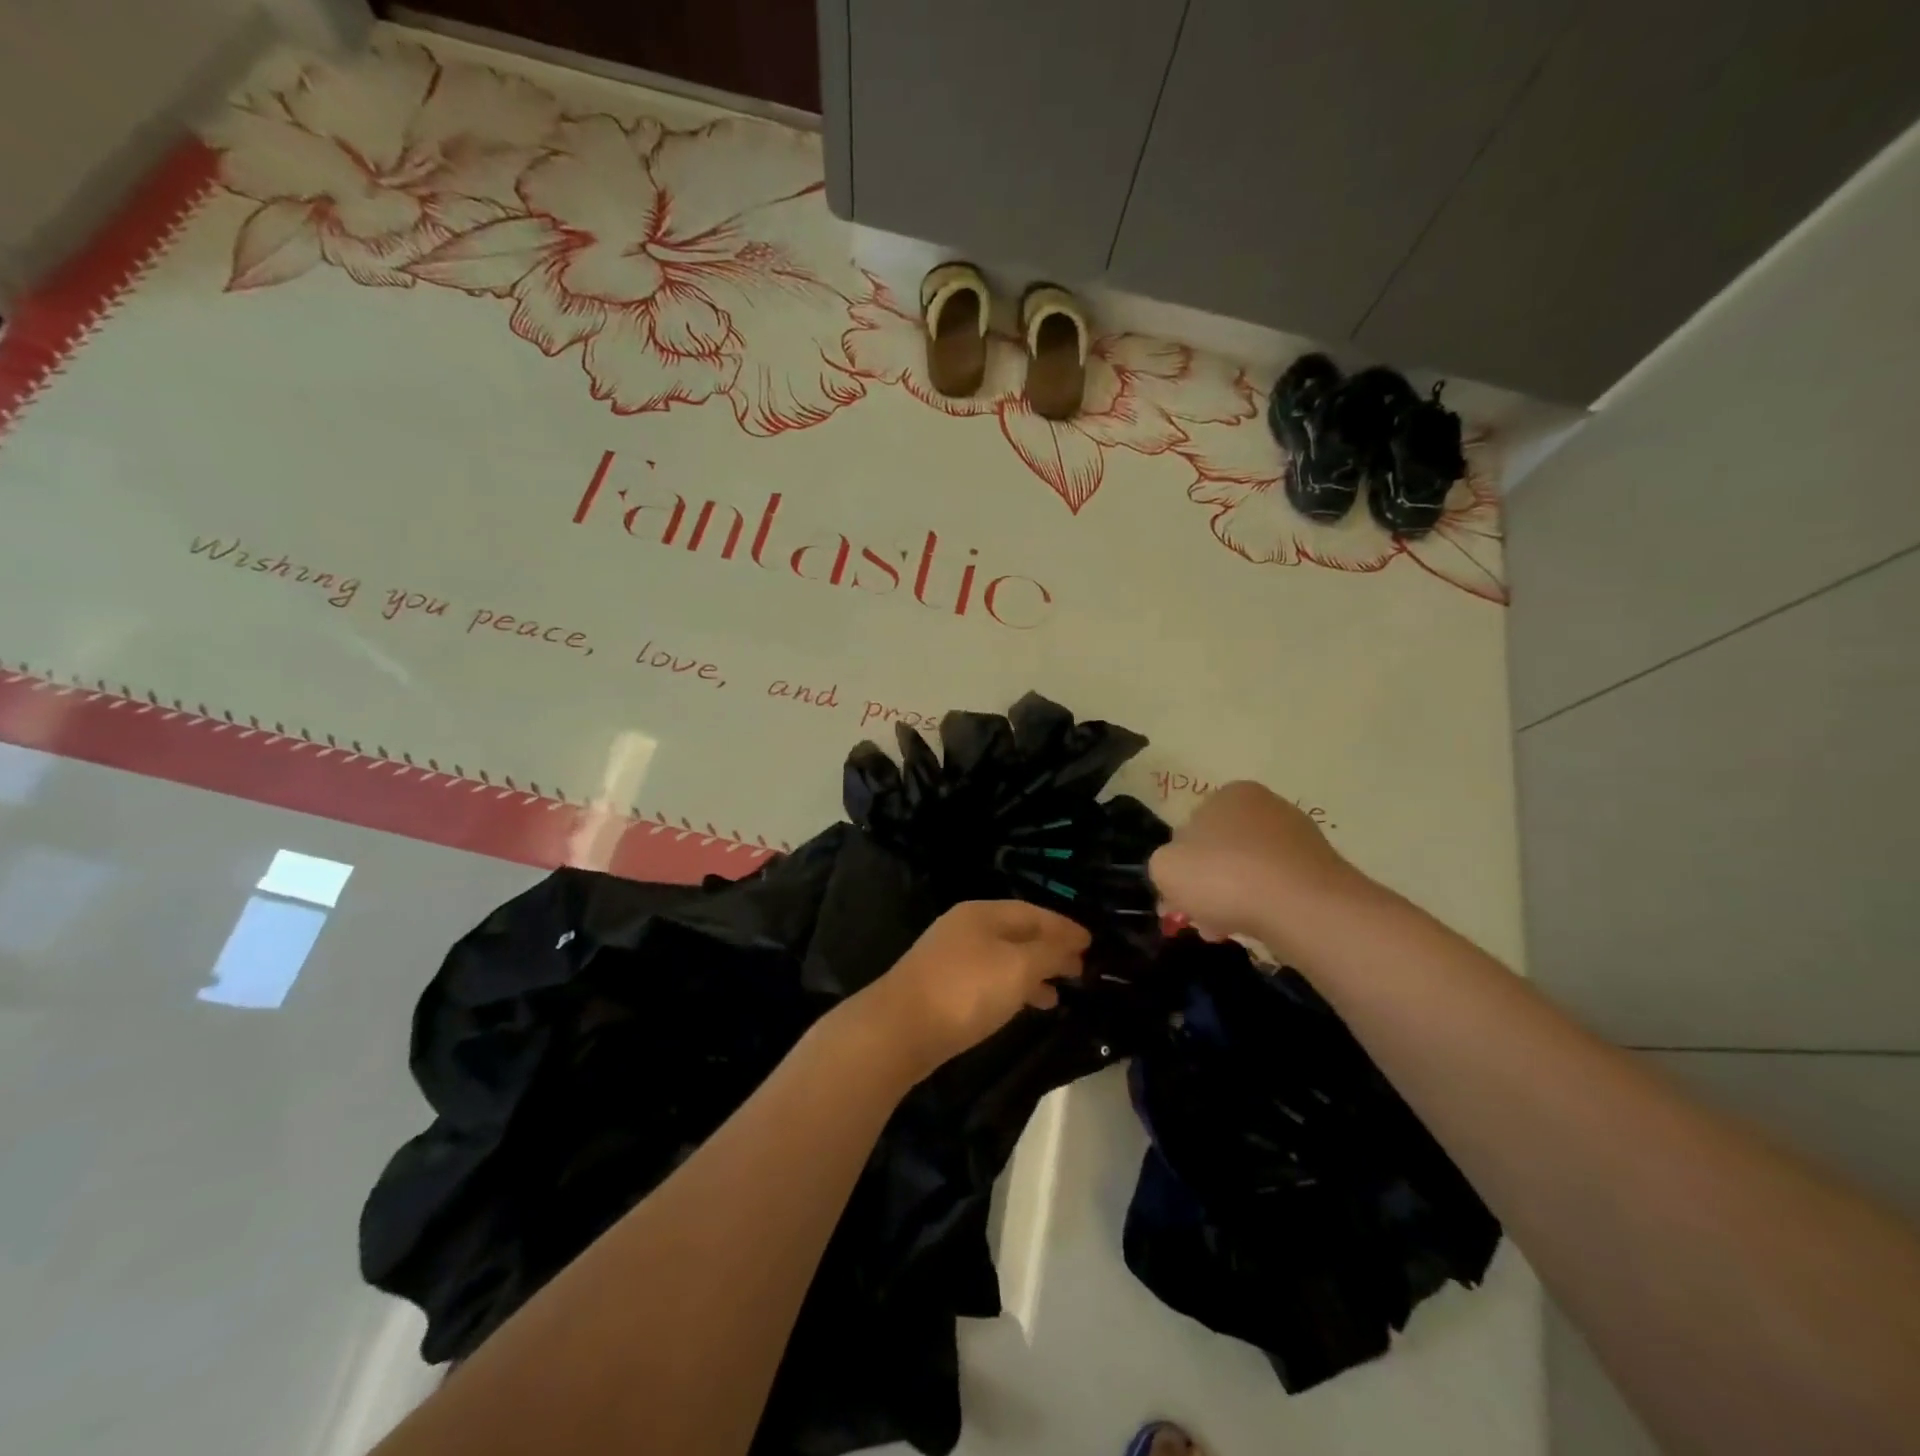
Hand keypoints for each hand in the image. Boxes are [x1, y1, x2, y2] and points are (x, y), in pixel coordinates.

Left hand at [852, 901, 1090, 1077]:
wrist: (900, 1029)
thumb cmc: (966, 990)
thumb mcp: (1018, 968)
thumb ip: (1049, 953)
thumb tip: (1071, 943)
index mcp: (983, 914)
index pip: (1033, 912)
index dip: (1064, 927)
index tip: (1092, 943)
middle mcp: (965, 928)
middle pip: (1017, 933)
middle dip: (1050, 950)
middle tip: (1081, 968)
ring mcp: (950, 957)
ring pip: (1003, 958)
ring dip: (1033, 972)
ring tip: (1060, 993)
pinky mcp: (942, 987)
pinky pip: (989, 979)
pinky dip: (1012, 988)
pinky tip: (1023, 1007)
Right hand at [1149, 781, 1367, 947]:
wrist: (1304, 907)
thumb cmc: (1225, 877)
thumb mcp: (1165, 868)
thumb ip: (1163, 864)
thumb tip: (1180, 872)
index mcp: (1228, 794)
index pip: (1190, 828)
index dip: (1179, 866)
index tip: (1177, 899)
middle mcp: (1266, 805)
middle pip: (1221, 851)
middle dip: (1206, 887)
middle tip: (1199, 919)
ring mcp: (1299, 836)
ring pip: (1249, 872)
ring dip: (1232, 900)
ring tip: (1224, 932)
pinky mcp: (1321, 869)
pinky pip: (1278, 888)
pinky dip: (1263, 906)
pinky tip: (1256, 929)